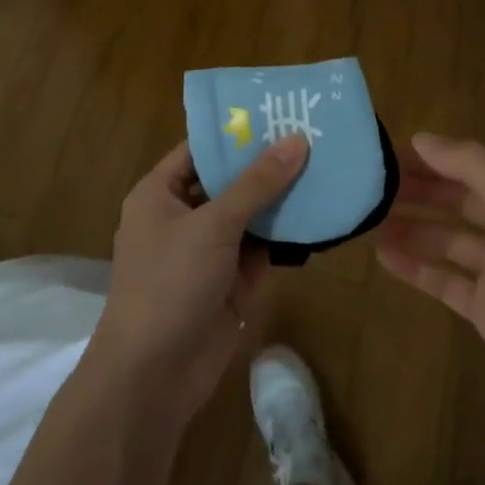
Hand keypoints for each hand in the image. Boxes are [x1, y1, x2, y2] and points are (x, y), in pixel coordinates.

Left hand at [85, 135, 309, 427]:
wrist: (156, 373)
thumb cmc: (170, 283)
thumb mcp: (212, 225)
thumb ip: (256, 184)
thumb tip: (296, 141)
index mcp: (160, 193)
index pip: (200, 149)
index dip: (236, 131)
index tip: (279, 111)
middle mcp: (184, 216)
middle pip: (230, 180)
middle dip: (268, 163)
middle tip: (315, 135)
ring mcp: (210, 250)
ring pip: (251, 214)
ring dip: (283, 198)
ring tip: (328, 165)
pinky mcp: (233, 280)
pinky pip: (264, 247)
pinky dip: (288, 234)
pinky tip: (323, 212)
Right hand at [374, 133, 484, 423]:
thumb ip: (470, 164)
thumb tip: (421, 138)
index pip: (469, 166)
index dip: (431, 159)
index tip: (386, 155)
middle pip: (454, 200)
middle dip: (416, 191)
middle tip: (368, 187)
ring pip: (445, 238)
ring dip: (409, 228)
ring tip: (366, 220)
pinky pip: (442, 278)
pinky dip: (414, 267)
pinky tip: (381, 256)